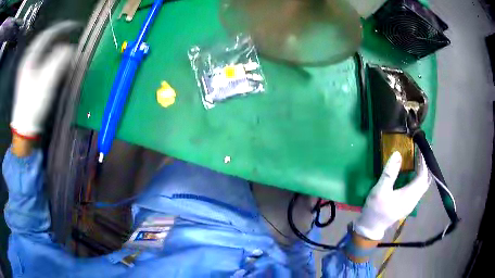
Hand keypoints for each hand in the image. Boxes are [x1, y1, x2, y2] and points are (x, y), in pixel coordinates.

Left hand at [10, 21, 76, 137]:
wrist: (23, 128)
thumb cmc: (33, 105)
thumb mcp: (47, 82)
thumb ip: (59, 60)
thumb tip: (70, 48)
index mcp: (30, 57)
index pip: (47, 34)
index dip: (62, 27)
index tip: (75, 25)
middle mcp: (27, 59)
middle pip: (43, 39)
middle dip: (57, 34)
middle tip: (70, 32)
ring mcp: (26, 68)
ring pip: (41, 48)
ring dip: (53, 44)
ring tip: (63, 42)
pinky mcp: (27, 77)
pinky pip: (39, 58)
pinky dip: (48, 54)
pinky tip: (52, 57)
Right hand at [354, 151, 429, 239]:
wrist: (371, 227)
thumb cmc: (375, 209)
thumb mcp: (379, 190)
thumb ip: (389, 173)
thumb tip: (398, 154)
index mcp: (409, 196)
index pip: (423, 176)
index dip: (423, 161)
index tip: (419, 148)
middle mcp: (414, 199)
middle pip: (426, 180)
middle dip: (425, 165)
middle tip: (421, 152)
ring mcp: (412, 203)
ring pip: (423, 185)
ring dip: (423, 171)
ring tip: (418, 159)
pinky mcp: (408, 204)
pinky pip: (418, 188)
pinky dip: (419, 177)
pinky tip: (413, 172)